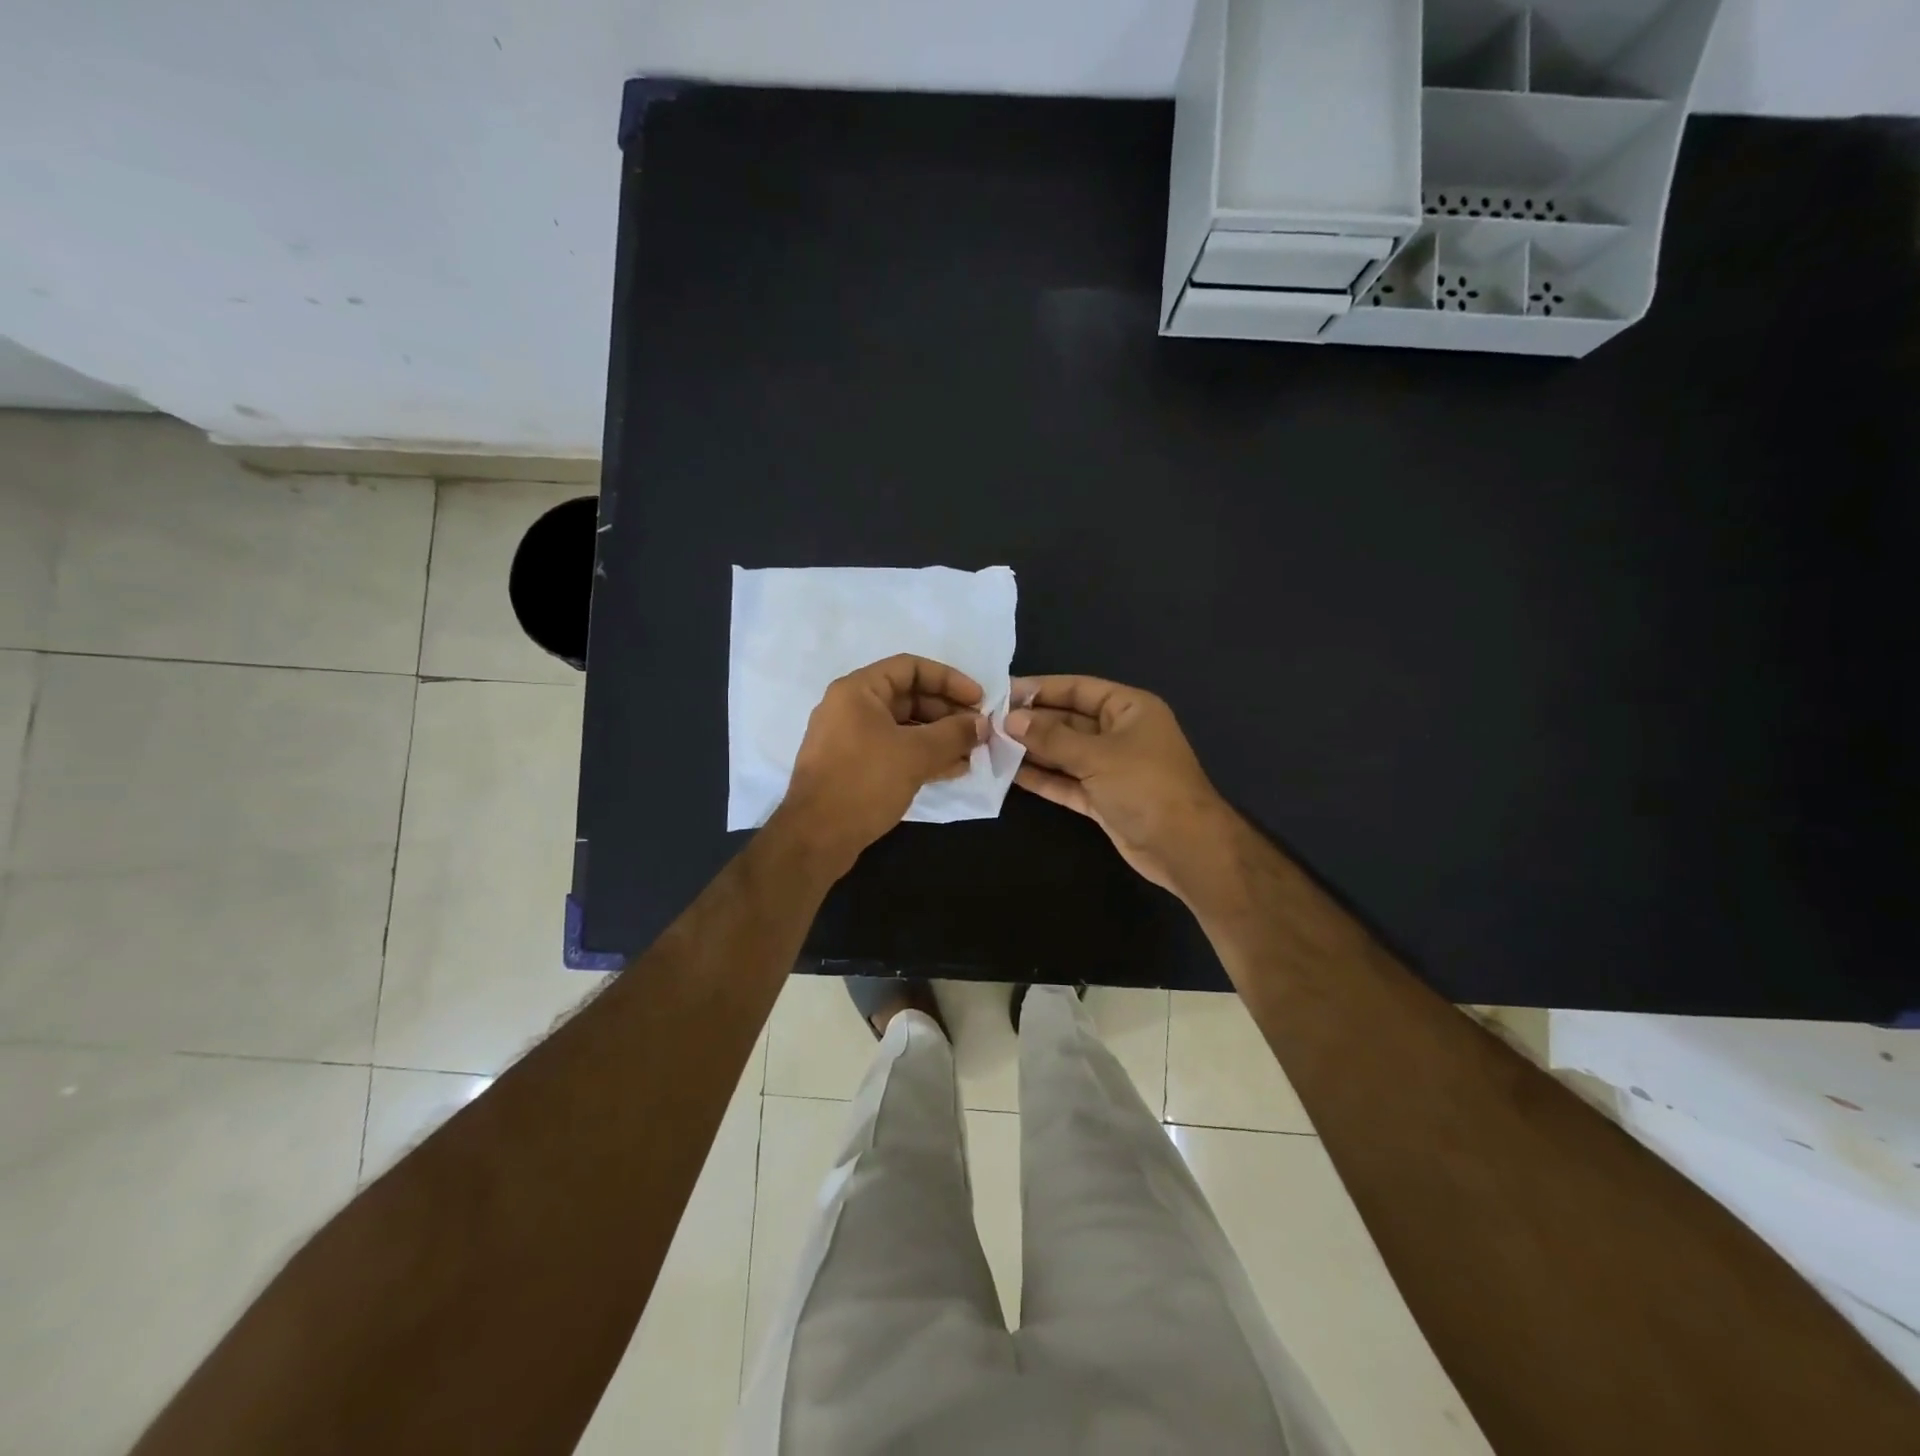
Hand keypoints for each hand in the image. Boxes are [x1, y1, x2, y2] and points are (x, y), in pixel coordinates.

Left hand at [774, 655, 988, 871]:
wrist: (815, 838)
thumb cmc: (864, 782)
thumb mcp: (915, 754)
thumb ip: (953, 734)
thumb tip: (981, 725)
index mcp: (858, 691)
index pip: (910, 667)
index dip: (949, 679)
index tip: (979, 699)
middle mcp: (851, 708)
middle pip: (909, 697)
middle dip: (947, 713)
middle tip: (979, 731)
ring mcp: (850, 739)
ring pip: (904, 727)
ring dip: (939, 737)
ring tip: (973, 753)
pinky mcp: (854, 767)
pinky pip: (895, 750)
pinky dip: (923, 756)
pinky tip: (953, 770)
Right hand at [1006, 675, 1234, 896]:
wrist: (1184, 847)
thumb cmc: (1146, 786)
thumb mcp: (1097, 755)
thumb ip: (1052, 737)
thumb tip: (1010, 720)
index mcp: (1129, 709)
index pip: (1078, 689)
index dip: (1041, 689)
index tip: (1003, 692)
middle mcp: (1119, 733)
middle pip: (1068, 721)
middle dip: (1032, 722)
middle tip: (989, 723)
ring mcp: (1110, 767)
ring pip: (1065, 753)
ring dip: (1033, 751)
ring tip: (991, 745)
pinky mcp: (1102, 798)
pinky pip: (1067, 782)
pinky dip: (1043, 778)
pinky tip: (1011, 774)